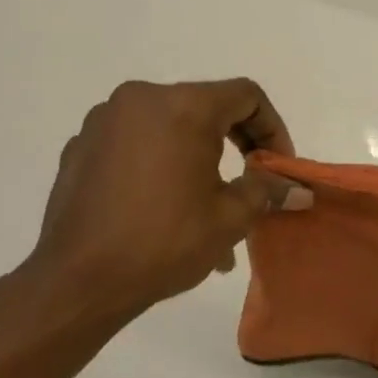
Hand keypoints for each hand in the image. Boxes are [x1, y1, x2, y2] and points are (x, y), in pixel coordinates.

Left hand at [20, 79, 307, 330]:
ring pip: (171, 128)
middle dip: (238, 144)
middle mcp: (140, 100)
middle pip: (206, 107)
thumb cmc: (164, 242)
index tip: (278, 166)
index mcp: (182, 106)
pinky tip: (165, 208)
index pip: (246, 96)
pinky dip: (161, 165)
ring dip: (199, 159)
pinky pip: (136, 144)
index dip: (273, 128)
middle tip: (252, 183)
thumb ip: (268, 191)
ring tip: (209, 209)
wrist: (78, 282)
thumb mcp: (231, 217)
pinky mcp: (81, 147)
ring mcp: (104, 122)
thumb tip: (298, 191)